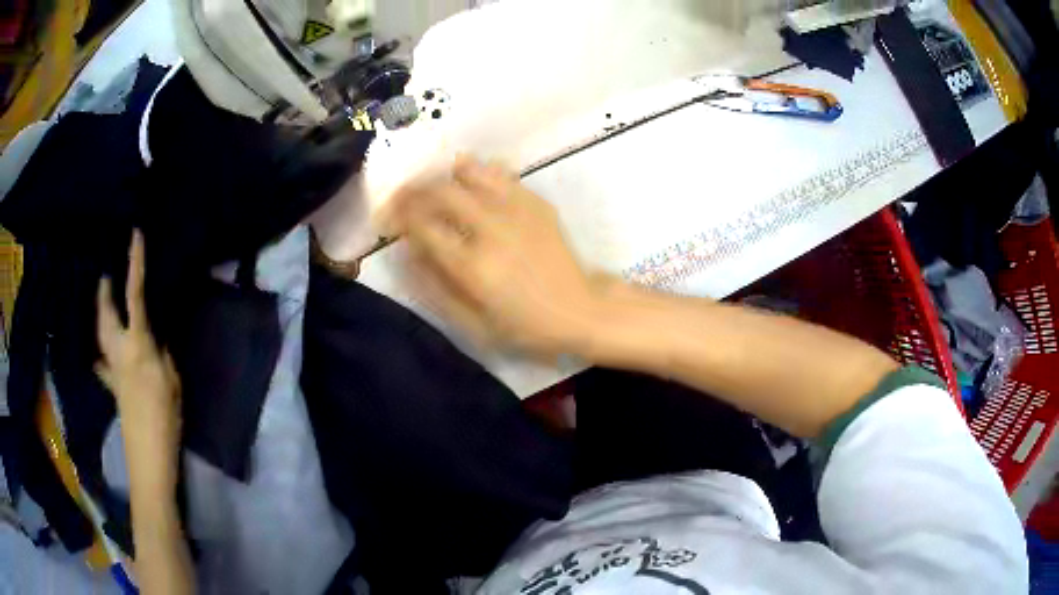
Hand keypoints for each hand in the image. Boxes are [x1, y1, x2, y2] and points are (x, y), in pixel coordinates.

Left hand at [96, 231, 181, 492]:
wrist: (149, 455)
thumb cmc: (166, 418)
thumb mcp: (173, 381)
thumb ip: (163, 353)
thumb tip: (157, 335)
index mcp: (138, 345)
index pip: (135, 295)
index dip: (134, 264)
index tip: (134, 236)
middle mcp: (119, 351)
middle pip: (105, 313)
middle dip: (103, 291)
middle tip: (105, 274)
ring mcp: (112, 370)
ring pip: (100, 334)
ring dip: (100, 315)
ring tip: (103, 303)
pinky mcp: (113, 388)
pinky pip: (102, 364)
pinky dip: (101, 355)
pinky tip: (101, 357)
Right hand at [385, 157, 600, 356]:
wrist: (580, 310)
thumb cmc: (526, 325)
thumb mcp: (475, 323)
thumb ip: (436, 288)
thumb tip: (407, 253)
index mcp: (473, 266)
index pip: (422, 227)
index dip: (398, 217)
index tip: (388, 218)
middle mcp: (491, 230)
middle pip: (440, 193)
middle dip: (412, 191)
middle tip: (402, 196)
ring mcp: (516, 211)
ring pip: (470, 173)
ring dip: (443, 175)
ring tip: (432, 183)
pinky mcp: (536, 203)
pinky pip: (500, 174)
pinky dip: (478, 171)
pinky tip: (468, 178)